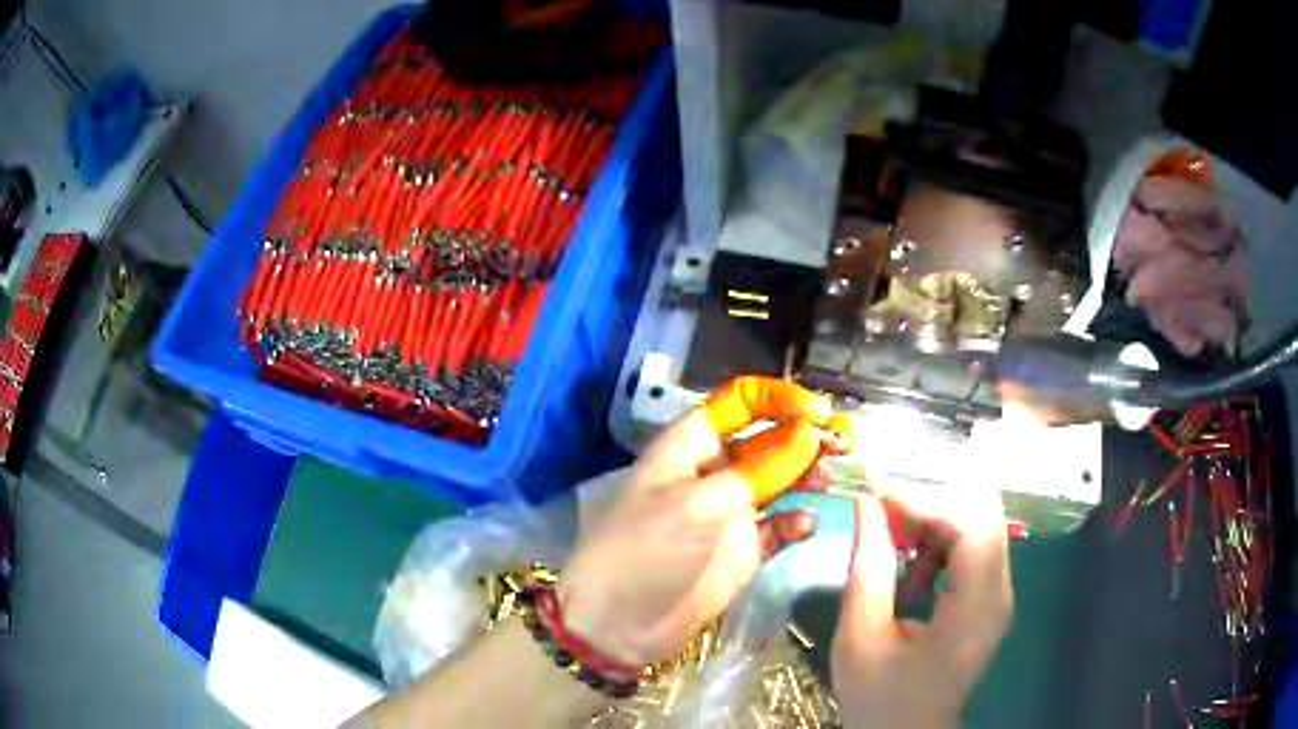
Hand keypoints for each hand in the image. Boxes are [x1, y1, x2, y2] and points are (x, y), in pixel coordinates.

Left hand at [558, 377, 847, 665]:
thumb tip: (809, 433)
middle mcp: (712, 472)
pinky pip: (778, 526)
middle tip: (841, 446)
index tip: (817, 411)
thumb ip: (758, 470)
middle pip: (766, 440)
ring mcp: (729, 513)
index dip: (777, 399)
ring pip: (778, 481)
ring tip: (827, 481)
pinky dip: (795, 522)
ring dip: (805, 476)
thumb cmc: (646, 550)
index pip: (738, 404)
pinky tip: (805, 526)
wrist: (618, 624)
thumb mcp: (698, 504)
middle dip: (802, 437)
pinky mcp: (742, 550)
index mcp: (689, 447)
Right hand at [831, 482, 1012, 728]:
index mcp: (976, 608)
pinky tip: (911, 575)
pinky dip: (941, 545)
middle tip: (885, 515)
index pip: (972, 526)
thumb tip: (867, 504)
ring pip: (980, 525)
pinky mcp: (990, 600)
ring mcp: (999, 595)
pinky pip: (974, 549)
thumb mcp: (861, 637)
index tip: (877, 498)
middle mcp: (1000, 593)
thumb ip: (867, 567)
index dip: (926, 501)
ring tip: (893, 547)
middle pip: (984, 515)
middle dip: (932, 504)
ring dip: (936, 523)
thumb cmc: (880, 698)